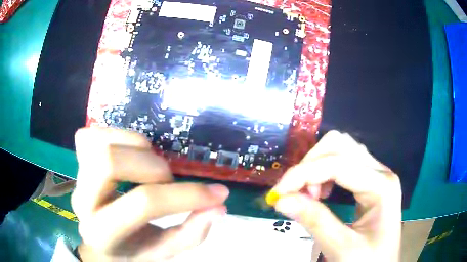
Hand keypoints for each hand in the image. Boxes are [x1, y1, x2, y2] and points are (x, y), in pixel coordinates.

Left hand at [71, 127, 228, 260]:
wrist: (101, 244)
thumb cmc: (131, 252)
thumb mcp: (162, 253)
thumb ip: (190, 234)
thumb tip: (218, 205)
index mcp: (104, 234)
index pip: (144, 203)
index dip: (186, 195)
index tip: (217, 193)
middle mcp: (83, 202)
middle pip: (110, 162)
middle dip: (153, 167)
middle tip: (168, 181)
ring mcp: (77, 177)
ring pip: (101, 143)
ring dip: (137, 147)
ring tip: (150, 166)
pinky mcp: (76, 161)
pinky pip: (91, 134)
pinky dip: (116, 136)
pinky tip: (129, 153)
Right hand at [271, 131, 400, 260]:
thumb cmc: (368, 261)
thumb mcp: (341, 248)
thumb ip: (315, 222)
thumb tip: (281, 200)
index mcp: (382, 187)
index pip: (338, 164)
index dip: (303, 174)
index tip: (278, 194)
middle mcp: (381, 171)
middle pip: (340, 145)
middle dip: (310, 165)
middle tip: (296, 195)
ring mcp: (377, 173)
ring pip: (341, 149)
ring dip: (317, 166)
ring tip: (309, 195)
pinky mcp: (370, 180)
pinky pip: (344, 162)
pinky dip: (324, 171)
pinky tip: (321, 193)